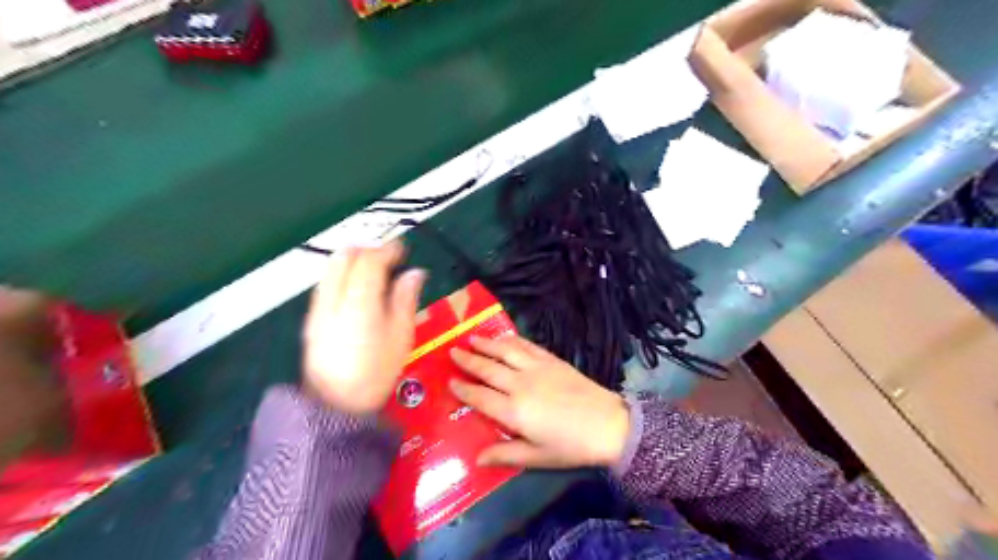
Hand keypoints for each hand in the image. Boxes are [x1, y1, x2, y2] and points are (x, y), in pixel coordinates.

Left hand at [304, 241, 427, 414]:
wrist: (335, 405)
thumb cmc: (376, 372)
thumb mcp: (401, 336)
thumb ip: (406, 300)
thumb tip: (415, 273)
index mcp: (360, 301)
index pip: (370, 261)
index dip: (388, 250)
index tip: (403, 249)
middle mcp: (334, 298)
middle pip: (344, 257)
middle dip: (367, 250)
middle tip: (388, 257)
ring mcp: (318, 308)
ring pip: (331, 268)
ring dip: (352, 261)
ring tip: (373, 271)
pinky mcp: (311, 319)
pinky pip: (326, 283)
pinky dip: (342, 275)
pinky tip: (355, 289)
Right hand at [448, 335, 624, 469]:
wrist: (608, 424)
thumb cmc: (571, 446)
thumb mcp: (537, 457)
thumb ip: (505, 454)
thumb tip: (476, 458)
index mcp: (513, 411)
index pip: (480, 397)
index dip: (463, 389)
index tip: (449, 381)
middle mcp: (520, 385)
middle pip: (488, 369)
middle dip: (468, 360)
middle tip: (452, 352)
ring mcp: (537, 368)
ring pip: (505, 351)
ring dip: (486, 344)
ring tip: (471, 338)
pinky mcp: (552, 360)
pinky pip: (527, 345)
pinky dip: (512, 340)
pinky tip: (504, 337)